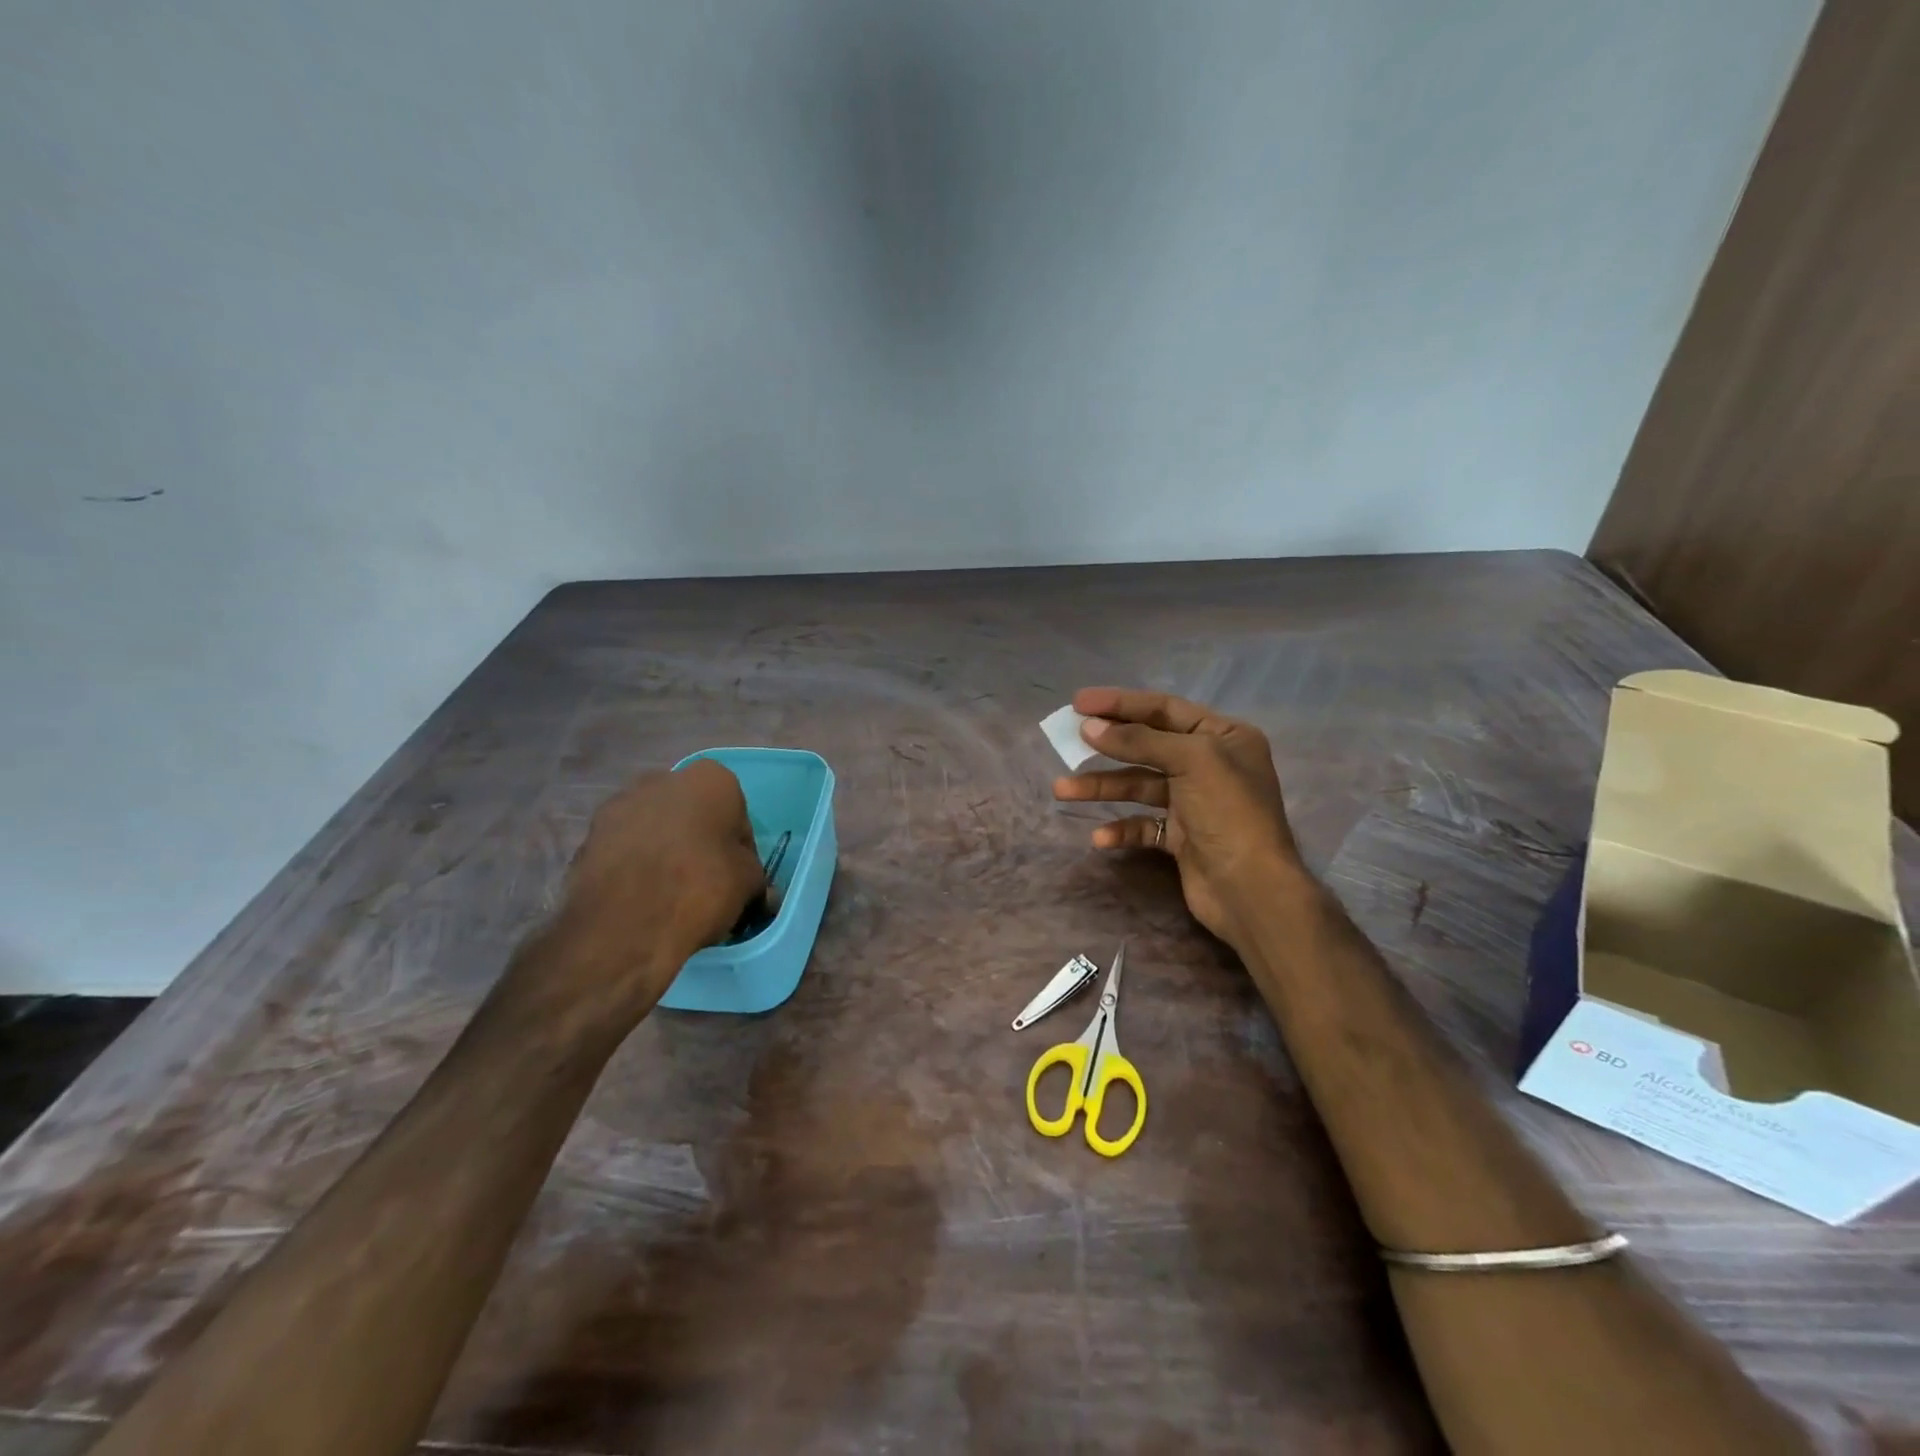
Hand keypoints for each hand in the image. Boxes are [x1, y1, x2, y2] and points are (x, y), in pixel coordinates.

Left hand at [551, 759, 765, 1009]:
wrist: (625, 925)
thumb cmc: (701, 888)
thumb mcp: (749, 884)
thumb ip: (756, 879)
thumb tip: (762, 894)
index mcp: (711, 779)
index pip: (736, 815)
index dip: (740, 849)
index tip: (738, 878)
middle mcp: (662, 779)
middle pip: (692, 814)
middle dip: (698, 841)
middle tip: (706, 882)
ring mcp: (618, 805)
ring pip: (654, 828)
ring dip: (664, 851)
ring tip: (670, 894)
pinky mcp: (587, 837)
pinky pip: (624, 849)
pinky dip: (634, 867)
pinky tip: (642, 899)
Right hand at [1053, 688, 1306, 950]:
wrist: (1252, 890)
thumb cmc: (1229, 812)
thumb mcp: (1191, 761)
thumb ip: (1139, 740)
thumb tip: (1089, 727)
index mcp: (1224, 736)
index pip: (1164, 709)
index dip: (1120, 703)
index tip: (1078, 702)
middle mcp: (1210, 764)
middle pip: (1147, 745)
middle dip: (1107, 744)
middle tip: (1066, 738)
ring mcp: (1194, 802)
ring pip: (1138, 785)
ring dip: (1101, 787)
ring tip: (1062, 790)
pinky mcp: (1181, 837)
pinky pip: (1143, 824)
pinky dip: (1121, 828)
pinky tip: (1101, 837)